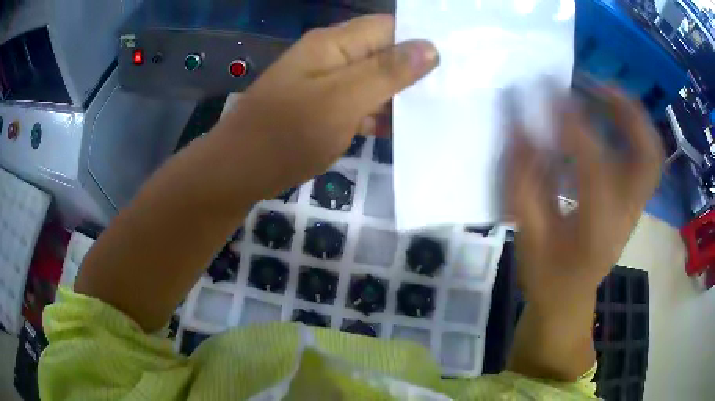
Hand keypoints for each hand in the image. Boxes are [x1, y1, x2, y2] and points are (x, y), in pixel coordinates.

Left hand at [219, 14, 437, 195]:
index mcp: (334, 43)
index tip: (455, 60)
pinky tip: (401, 129)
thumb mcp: (342, 99)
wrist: (239, 171)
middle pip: (383, 53)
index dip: (421, 39)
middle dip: (416, 70)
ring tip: (438, 110)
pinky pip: (358, 104)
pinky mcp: (322, 109)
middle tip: (453, 90)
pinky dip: (378, 114)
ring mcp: (325, 84)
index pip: (389, 27)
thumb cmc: (287, 134)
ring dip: (400, 95)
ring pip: (373, 81)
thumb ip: (387, 71)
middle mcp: (331, 57)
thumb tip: (431, 47)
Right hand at [507, 87, 663, 310]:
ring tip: (602, 91)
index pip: (595, 168)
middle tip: (595, 83)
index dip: (573, 126)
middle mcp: (627, 216)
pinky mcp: (633, 202)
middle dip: (626, 111)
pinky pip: (643, 158)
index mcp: (599, 232)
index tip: (548, 92)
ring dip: (631, 116)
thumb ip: (525, 184)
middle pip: (647, 156)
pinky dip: (631, 130)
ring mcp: (635, 208)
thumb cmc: (547, 276)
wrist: (569, 299)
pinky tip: (606, 116)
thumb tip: (519, 127)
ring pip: (650, 154)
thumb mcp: (529, 238)